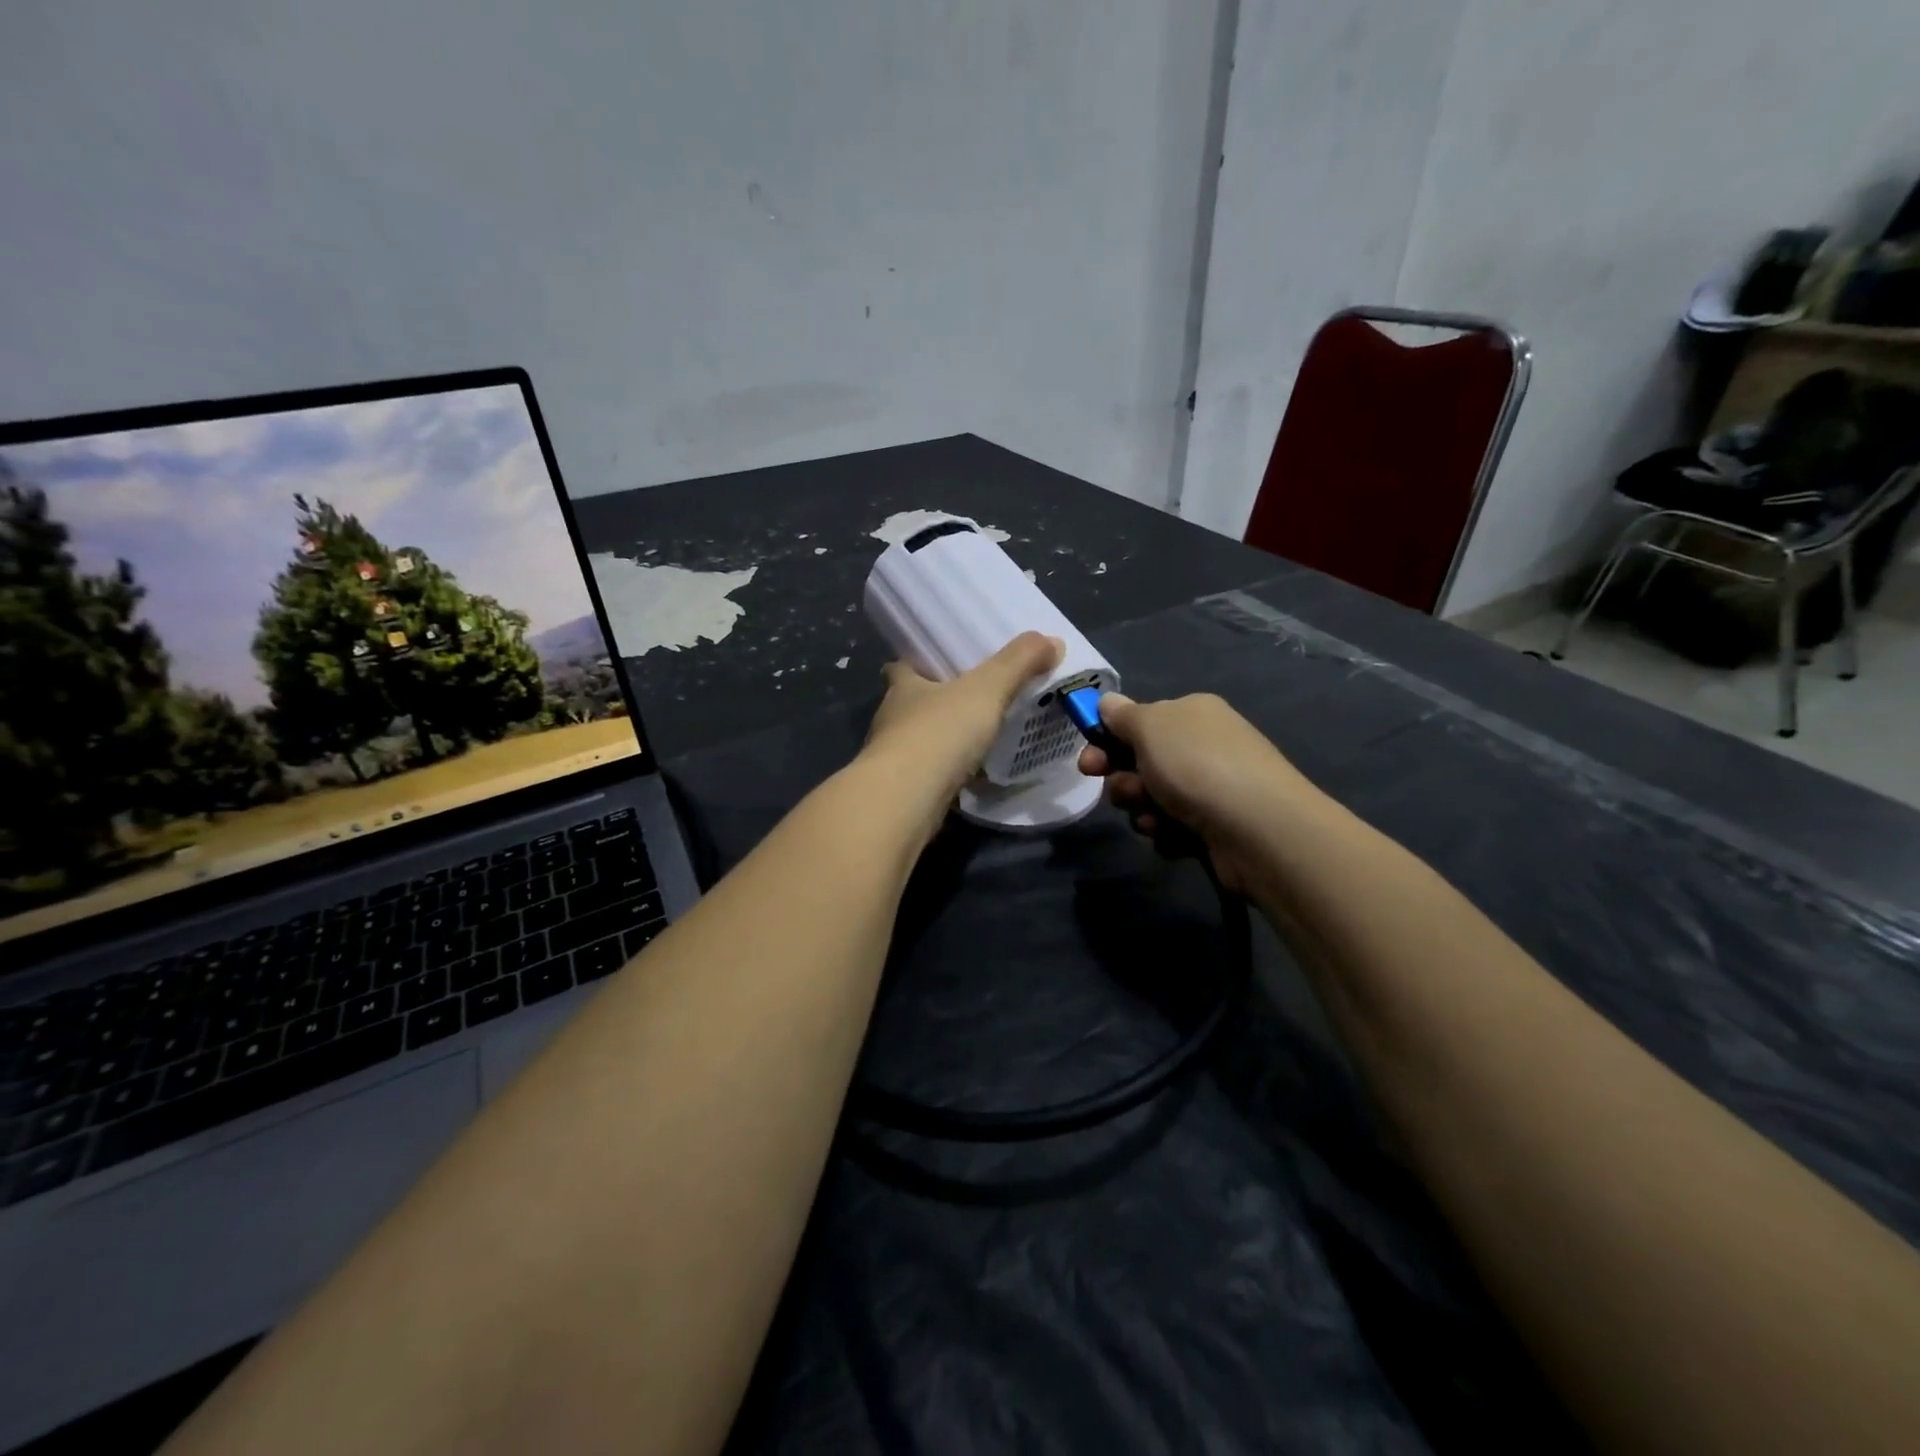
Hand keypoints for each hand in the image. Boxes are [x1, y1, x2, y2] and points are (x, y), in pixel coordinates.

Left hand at [861, 632, 1062, 824]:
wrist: (907, 799)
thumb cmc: (939, 732)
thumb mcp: (987, 689)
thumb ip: (1018, 663)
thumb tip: (1052, 640)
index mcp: (902, 687)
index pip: (900, 667)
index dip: (916, 663)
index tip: (937, 664)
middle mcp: (891, 720)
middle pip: (909, 705)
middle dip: (933, 703)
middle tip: (968, 701)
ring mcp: (892, 760)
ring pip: (917, 742)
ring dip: (939, 740)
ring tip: (973, 739)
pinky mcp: (902, 793)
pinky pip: (927, 776)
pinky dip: (945, 774)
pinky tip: (969, 776)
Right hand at [1077, 692, 1317, 892]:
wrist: (1259, 829)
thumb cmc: (1197, 766)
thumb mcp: (1150, 726)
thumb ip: (1123, 714)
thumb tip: (1107, 702)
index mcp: (1191, 714)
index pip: (1138, 722)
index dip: (1107, 741)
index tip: (1088, 763)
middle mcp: (1203, 747)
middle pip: (1141, 763)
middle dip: (1124, 781)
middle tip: (1126, 793)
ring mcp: (1212, 788)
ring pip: (1152, 800)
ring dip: (1143, 811)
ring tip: (1155, 820)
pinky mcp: (1215, 828)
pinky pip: (1172, 829)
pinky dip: (1167, 834)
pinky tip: (1177, 838)